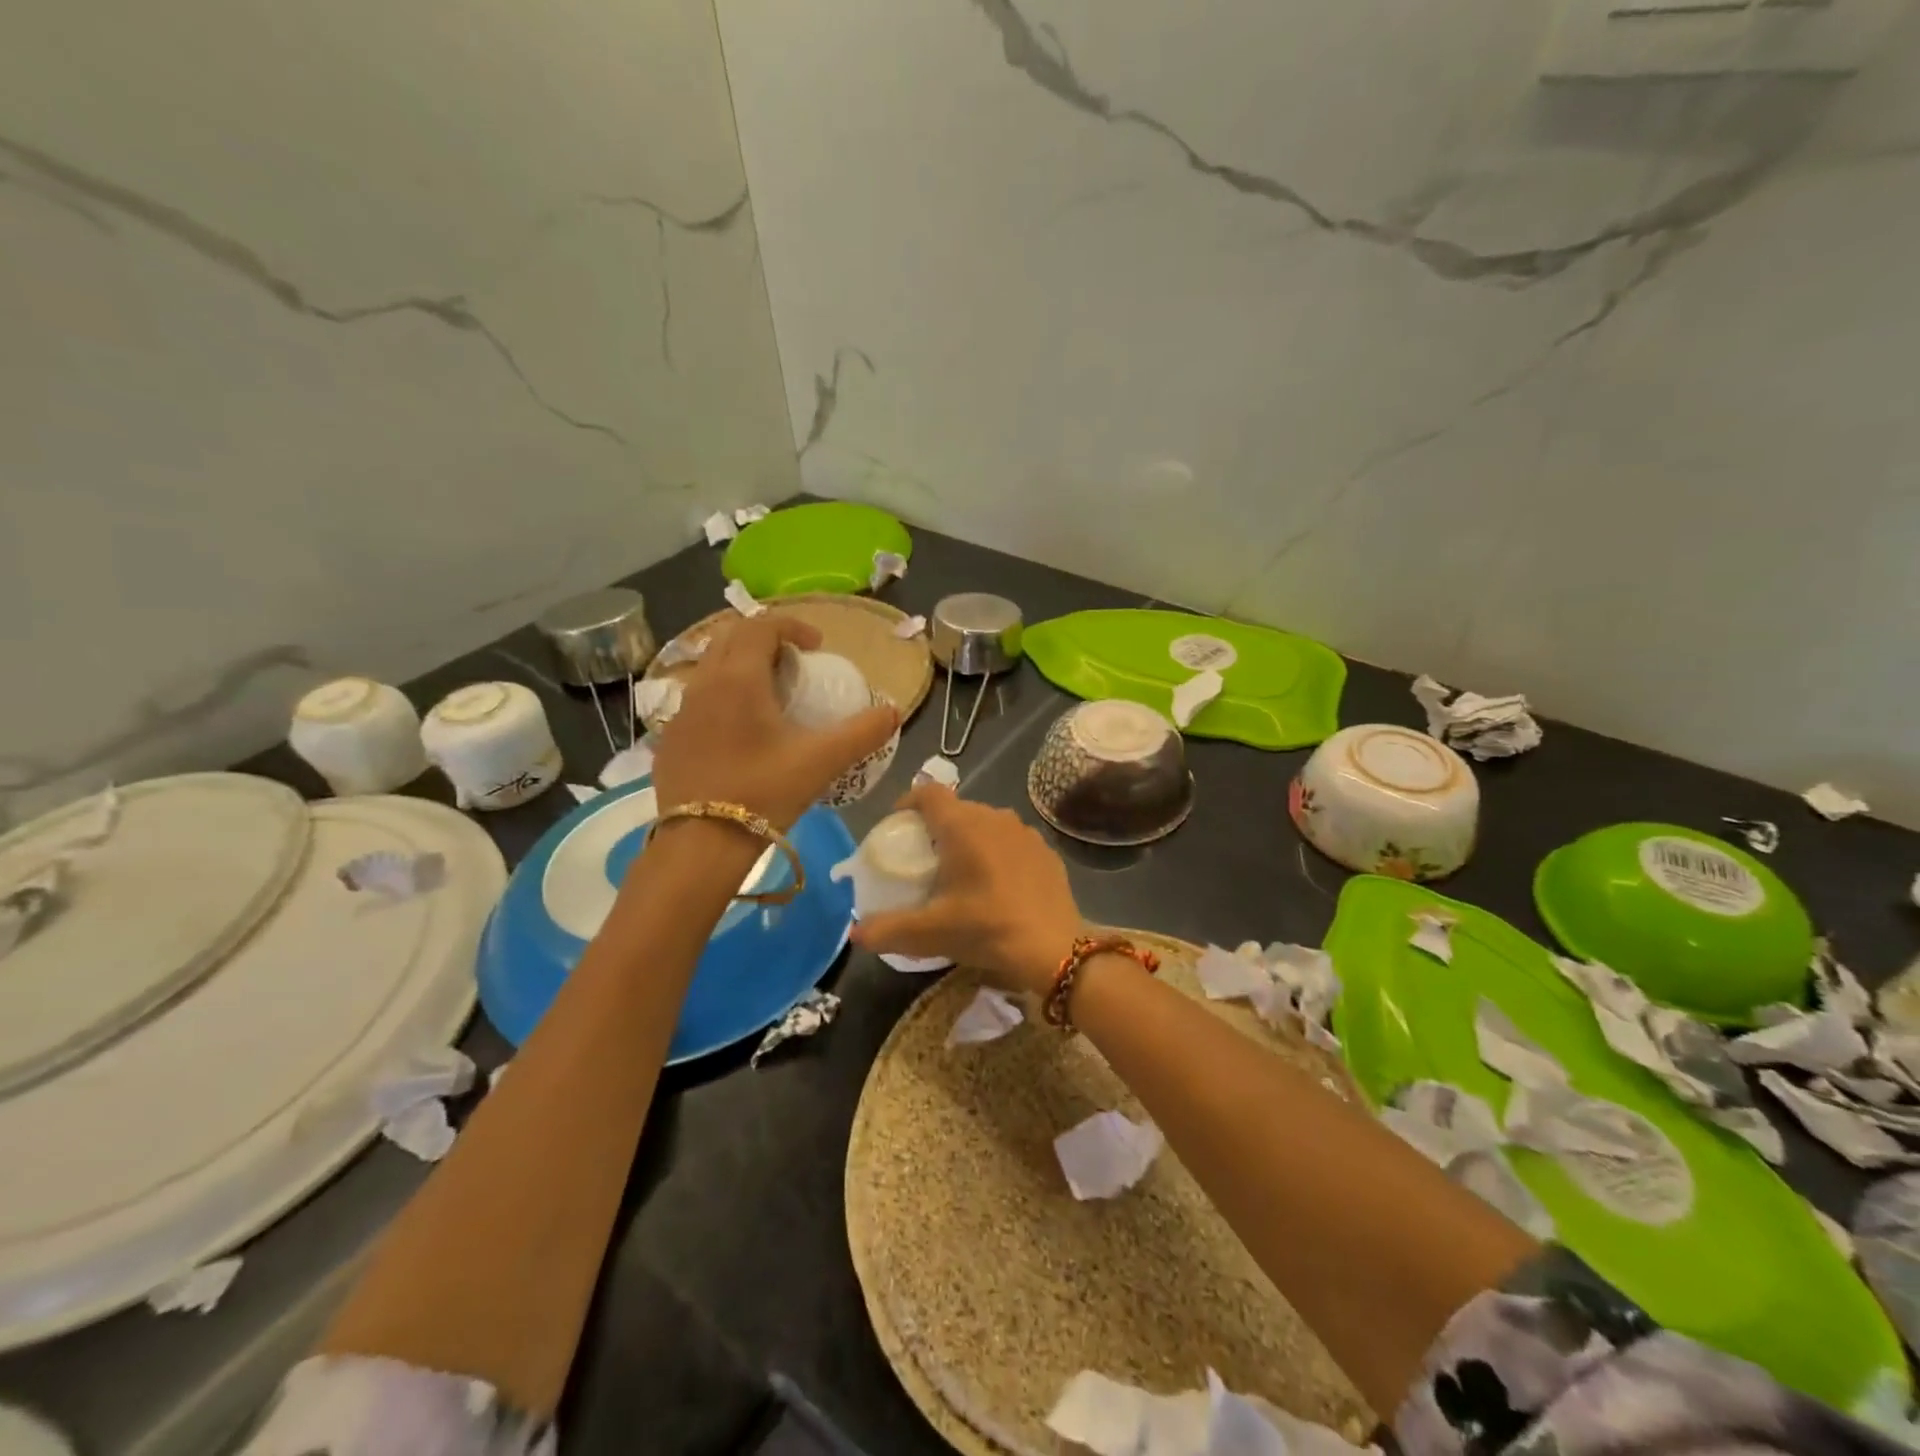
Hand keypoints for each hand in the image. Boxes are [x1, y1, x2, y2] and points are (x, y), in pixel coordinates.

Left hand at [648, 615, 896, 829]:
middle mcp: (703, 684)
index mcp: (739, 678)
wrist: (701, 844)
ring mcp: (681, 712)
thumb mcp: (822, 761)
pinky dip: (722, 697)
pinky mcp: (670, 740)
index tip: (817, 647)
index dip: (792, 626)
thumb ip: (863, 732)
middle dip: (764, 639)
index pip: (761, 626)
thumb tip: (893, 711)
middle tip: (794, 665)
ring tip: (769, 696)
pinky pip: (697, 700)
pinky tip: (740, 733)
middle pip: (730, 638)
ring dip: (741, 666)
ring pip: (710, 667)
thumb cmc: (764, 793)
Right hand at [850, 784, 1082, 994]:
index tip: (897, 824)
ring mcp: (1024, 832)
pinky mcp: (1046, 851)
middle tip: (923, 857)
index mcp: (963, 826)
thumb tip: (855, 933)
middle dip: (936, 826)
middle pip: (956, 808)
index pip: (928, 792)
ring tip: (958, 871)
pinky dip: (997, 853)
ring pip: (986, 823)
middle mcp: (994, 817)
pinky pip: (1011, 841)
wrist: (1055, 948)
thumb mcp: (930, 933)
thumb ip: (886, 930)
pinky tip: (996, 884)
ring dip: (968, 839)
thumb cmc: (987, 929)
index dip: (908, 802)